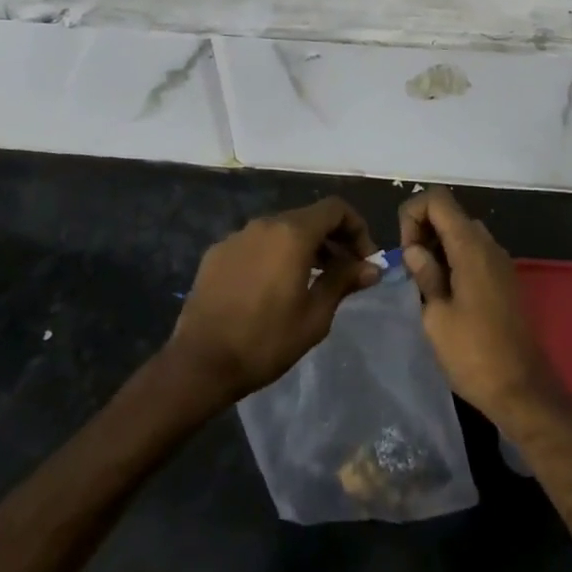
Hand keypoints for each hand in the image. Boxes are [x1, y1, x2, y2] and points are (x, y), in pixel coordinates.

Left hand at [167, 198, 379, 405]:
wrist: (200, 362)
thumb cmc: (265, 340)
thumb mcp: (315, 316)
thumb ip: (344, 282)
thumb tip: (371, 267)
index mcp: (292, 233)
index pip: (335, 209)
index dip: (357, 229)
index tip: (364, 260)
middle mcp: (264, 223)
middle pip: (308, 218)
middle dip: (332, 240)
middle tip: (345, 273)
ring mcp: (237, 236)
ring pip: (281, 230)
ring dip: (304, 248)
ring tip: (312, 282)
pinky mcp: (217, 252)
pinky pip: (256, 244)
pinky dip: (274, 255)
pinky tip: (273, 288)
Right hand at [400, 187, 561, 428]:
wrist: (523, 391)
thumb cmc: (474, 354)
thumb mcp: (436, 316)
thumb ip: (424, 274)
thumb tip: (415, 250)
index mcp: (470, 246)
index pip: (437, 199)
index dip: (413, 214)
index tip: (406, 251)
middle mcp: (489, 245)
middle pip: (449, 213)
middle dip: (423, 231)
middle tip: (411, 270)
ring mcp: (500, 262)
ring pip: (462, 233)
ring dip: (438, 247)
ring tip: (424, 284)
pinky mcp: (505, 280)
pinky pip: (475, 253)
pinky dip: (454, 260)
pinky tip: (445, 294)